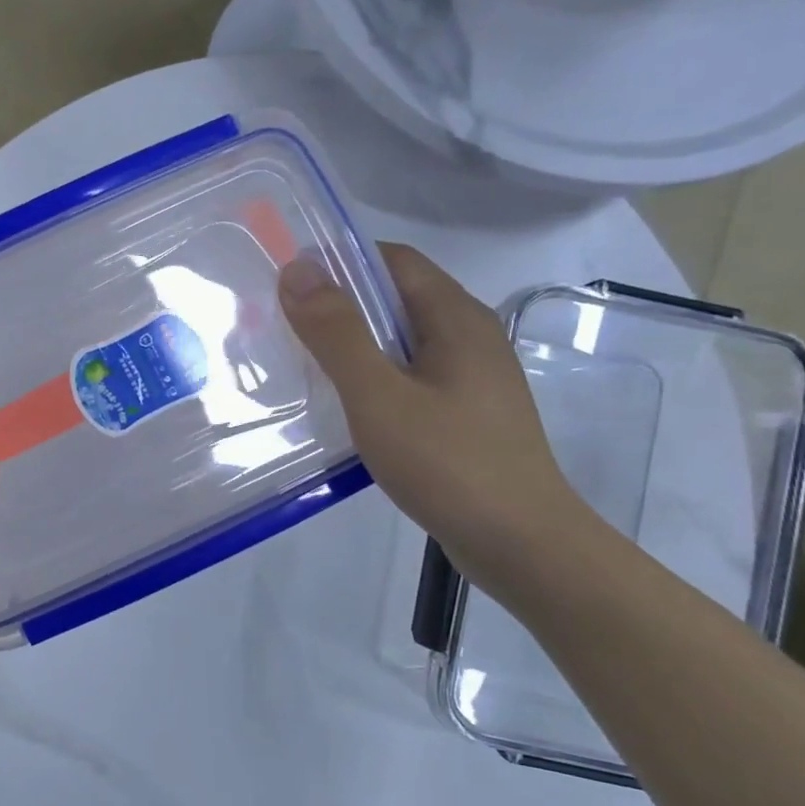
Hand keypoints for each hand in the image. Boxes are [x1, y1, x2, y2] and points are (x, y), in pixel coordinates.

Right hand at [279, 245, 594, 589]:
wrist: (521, 544)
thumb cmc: (448, 463)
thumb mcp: (378, 396)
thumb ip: (336, 334)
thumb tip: (297, 269)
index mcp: (455, 318)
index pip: (393, 261)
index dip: (339, 262)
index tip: (289, 286)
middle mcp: (469, 337)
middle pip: (396, 299)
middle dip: (338, 306)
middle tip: (283, 329)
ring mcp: (470, 378)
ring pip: (400, 342)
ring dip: (352, 346)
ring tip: (303, 367)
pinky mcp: (465, 414)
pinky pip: (409, 377)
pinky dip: (372, 379)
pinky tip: (344, 408)